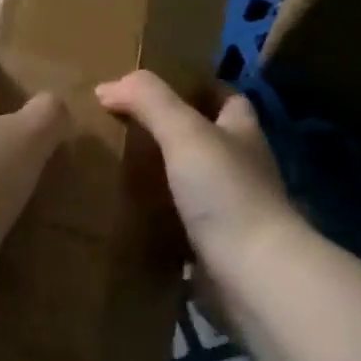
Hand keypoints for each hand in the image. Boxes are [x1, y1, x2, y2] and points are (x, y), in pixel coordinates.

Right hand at [95, 71, 297, 261]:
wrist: (253, 275)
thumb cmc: (225, 191)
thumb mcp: (184, 131)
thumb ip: (148, 100)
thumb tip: (107, 86)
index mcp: (242, 133)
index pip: (226, 97)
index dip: (198, 87)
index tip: (157, 85)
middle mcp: (242, 168)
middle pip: (207, 140)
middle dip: (171, 132)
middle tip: (124, 125)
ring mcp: (232, 211)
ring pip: (192, 182)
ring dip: (162, 176)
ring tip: (116, 166)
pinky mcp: (216, 248)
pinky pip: (181, 224)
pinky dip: (158, 219)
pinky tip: (127, 213)